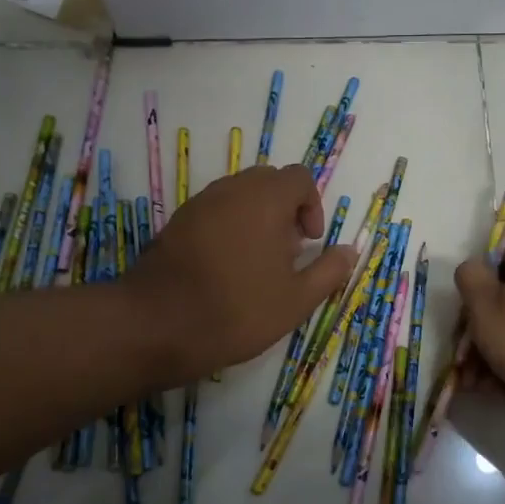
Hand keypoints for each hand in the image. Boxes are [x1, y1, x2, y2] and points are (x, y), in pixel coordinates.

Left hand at [127, 164, 357, 381]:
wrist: (156, 325)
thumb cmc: (237, 311)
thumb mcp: (296, 300)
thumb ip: (329, 271)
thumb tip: (349, 251)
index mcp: (265, 200)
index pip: (299, 178)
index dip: (312, 206)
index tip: (309, 242)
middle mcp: (231, 190)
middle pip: (268, 181)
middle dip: (285, 209)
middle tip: (287, 251)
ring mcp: (199, 204)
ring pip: (239, 195)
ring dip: (257, 217)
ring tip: (257, 262)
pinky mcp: (176, 223)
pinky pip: (214, 211)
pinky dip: (229, 227)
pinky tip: (226, 268)